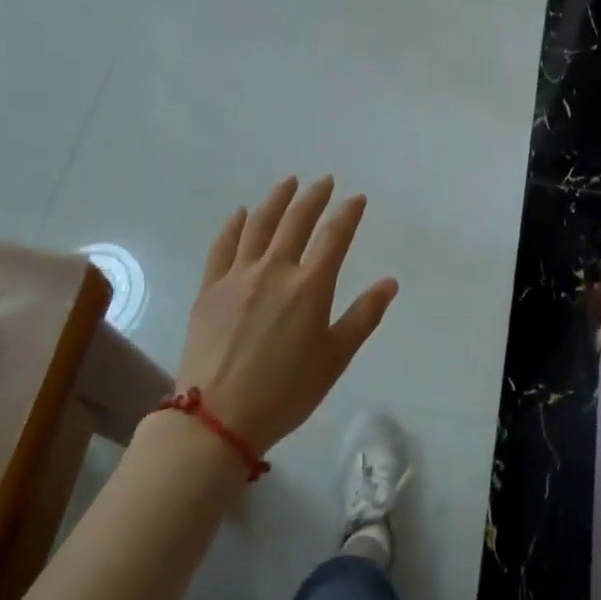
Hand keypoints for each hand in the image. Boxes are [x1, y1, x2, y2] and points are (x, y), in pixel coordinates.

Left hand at [176, 176, 398, 455]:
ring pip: (259, 225)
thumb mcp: (335, 358)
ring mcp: (237, 276)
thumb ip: (363, 316)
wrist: (217, 418)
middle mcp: (274, 270)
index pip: (334, 236)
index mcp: (309, 286)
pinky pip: (222, 246)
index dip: (348, 213)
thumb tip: (390, 282)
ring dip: (276, 199)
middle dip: (313, 197)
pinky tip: (241, 213)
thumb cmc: (286, 392)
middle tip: (324, 181)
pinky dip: (234, 225)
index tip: (357, 199)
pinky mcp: (211, 288)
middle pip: (296, 221)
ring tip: (288, 183)